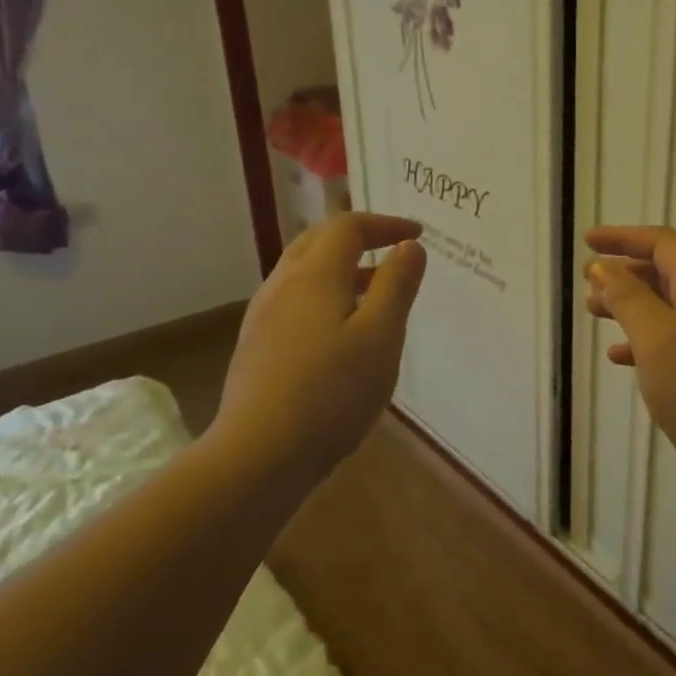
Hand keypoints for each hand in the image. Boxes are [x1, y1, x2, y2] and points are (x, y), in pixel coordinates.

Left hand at [204, 212, 427, 487]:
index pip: (348, 227)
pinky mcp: (257, 345)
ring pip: (303, 271)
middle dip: (358, 237)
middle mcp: (283, 285)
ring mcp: (263, 316)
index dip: (385, 224)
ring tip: (375, 289)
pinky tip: (341, 328)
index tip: (417, 234)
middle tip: (392, 249)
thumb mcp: (381, 336)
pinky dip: (325, 292)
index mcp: (315, 276)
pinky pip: (295, 298)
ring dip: (341, 266)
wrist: (260, 452)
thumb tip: (409, 247)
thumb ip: (397, 285)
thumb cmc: (332, 391)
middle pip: (318, 240)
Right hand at [585, 226, 675, 494]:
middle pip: (666, 273)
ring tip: (595, 313)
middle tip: (588, 283)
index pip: (664, 244)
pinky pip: (673, 341)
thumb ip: (627, 297)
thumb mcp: (655, 337)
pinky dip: (644, 340)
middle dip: (625, 272)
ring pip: (666, 308)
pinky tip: (618, 357)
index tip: (587, 242)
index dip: (624, 237)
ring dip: (630, 305)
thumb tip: (602, 266)